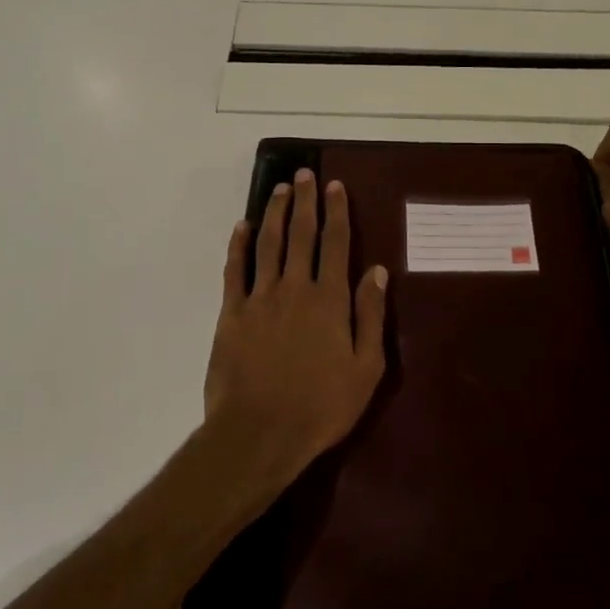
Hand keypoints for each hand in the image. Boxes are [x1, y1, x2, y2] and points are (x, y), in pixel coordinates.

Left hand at [203, 169, 389, 483]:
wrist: (259, 433)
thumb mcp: (364, 369)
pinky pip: (235, 270)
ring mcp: (260, 298)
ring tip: (279, 189)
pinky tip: (241, 227)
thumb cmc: (320, 407)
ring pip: (268, 244)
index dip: (337, 213)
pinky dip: (238, 245)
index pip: (336, 244)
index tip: (335, 186)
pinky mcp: (232, 313)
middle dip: (304, 201)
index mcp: (330, 300)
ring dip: (274, 213)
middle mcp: (295, 288)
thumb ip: (370, 316)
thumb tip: (377, 270)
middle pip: (301, 234)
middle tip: (305, 174)